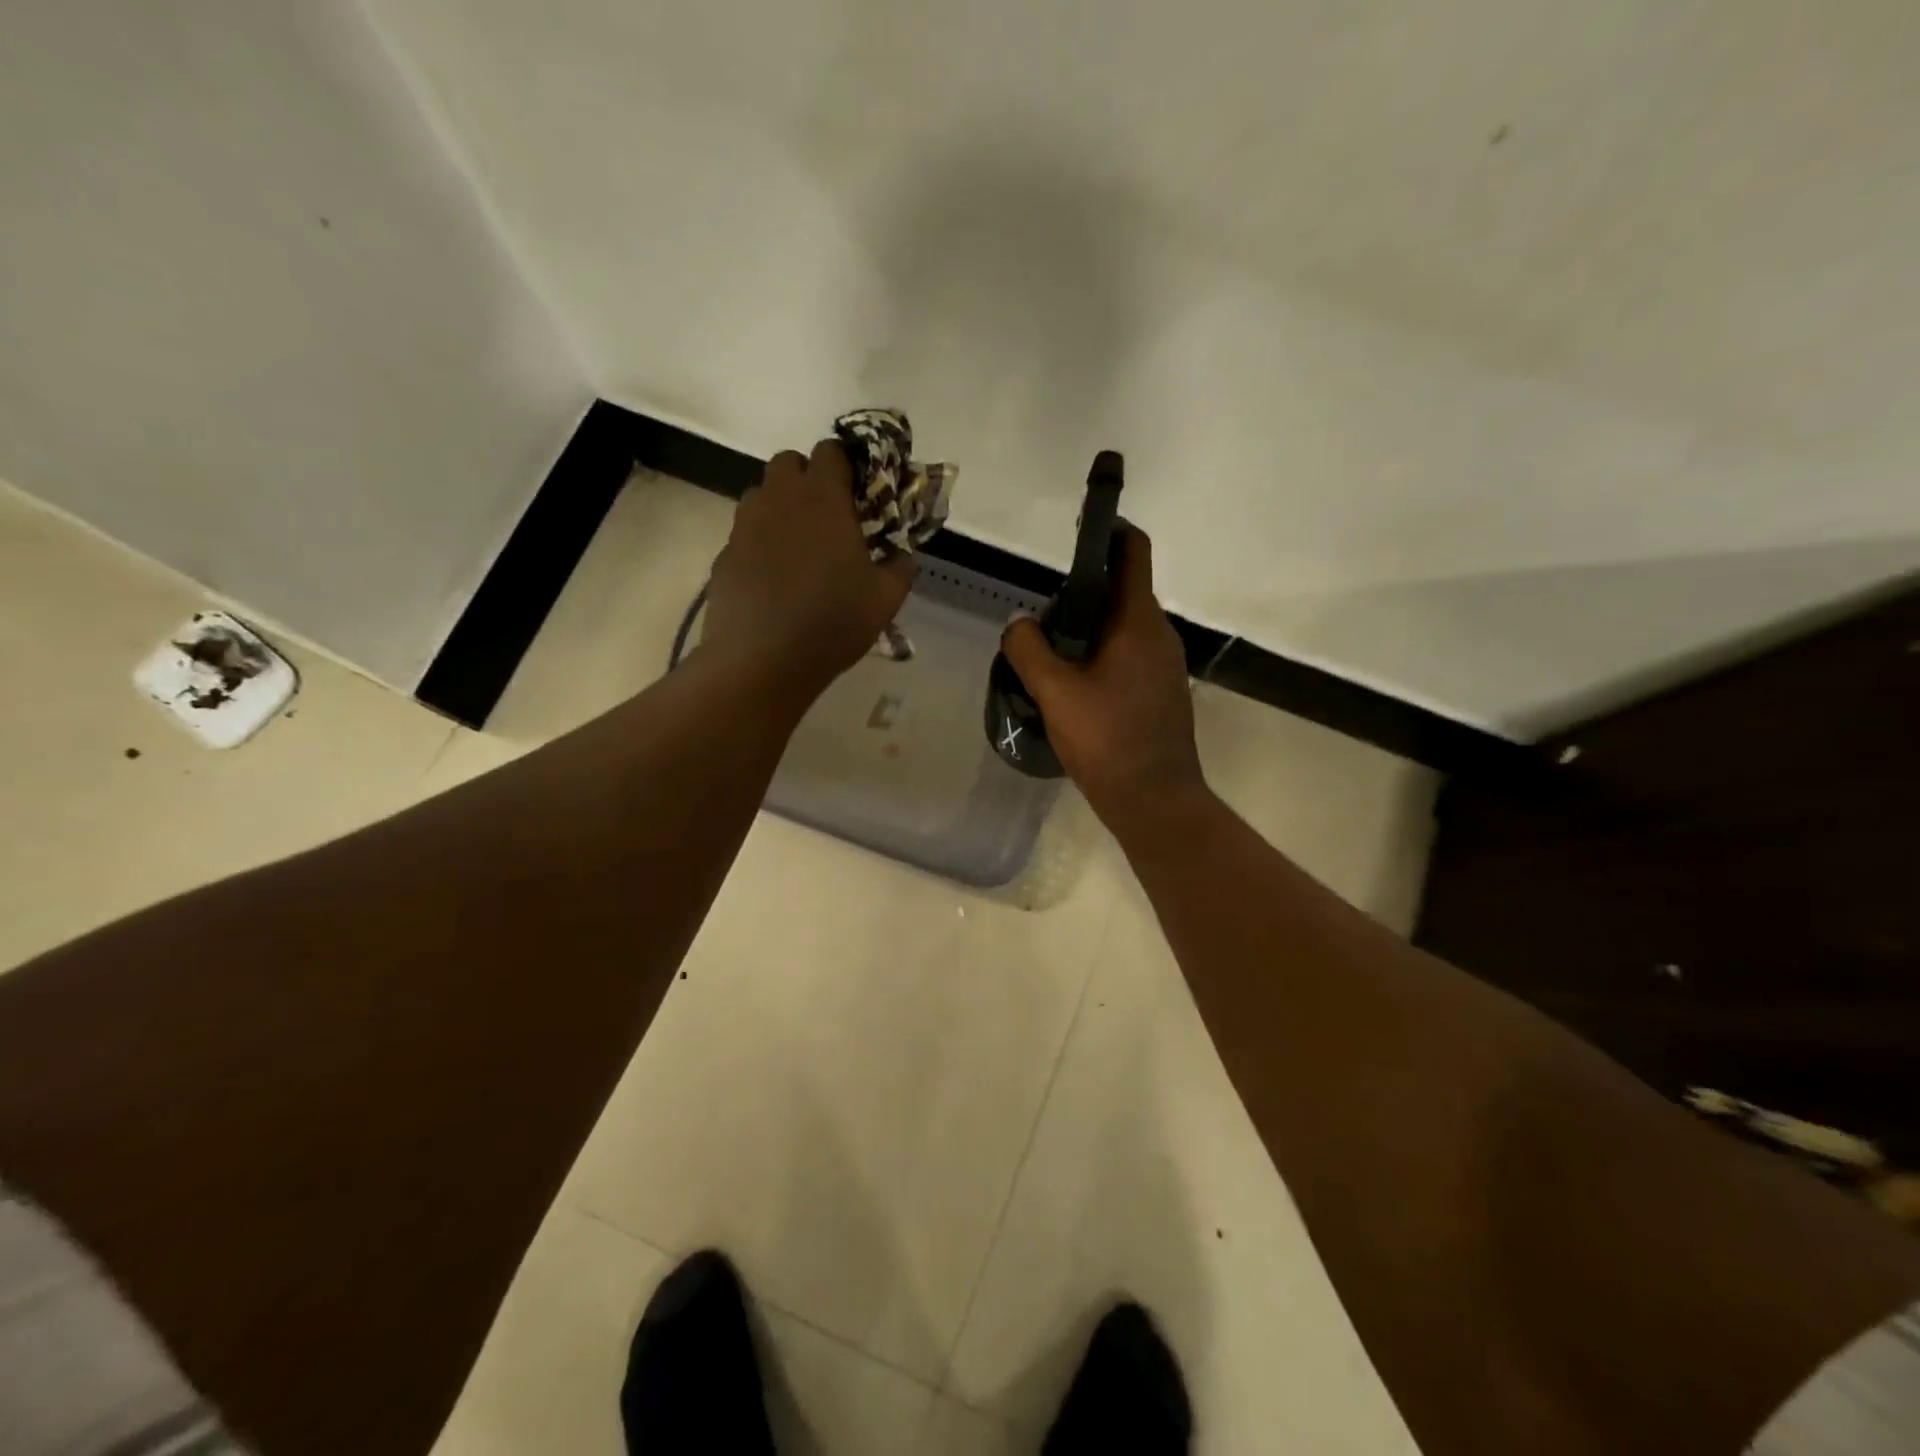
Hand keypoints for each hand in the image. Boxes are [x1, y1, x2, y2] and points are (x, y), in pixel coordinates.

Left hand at [702, 439, 914, 700]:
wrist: (762, 660)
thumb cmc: (832, 622)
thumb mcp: (884, 599)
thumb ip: (900, 568)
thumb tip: (903, 556)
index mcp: (822, 498)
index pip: (831, 451)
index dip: (847, 465)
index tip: (859, 493)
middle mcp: (779, 499)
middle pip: (789, 463)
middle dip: (809, 479)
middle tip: (829, 517)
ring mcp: (745, 526)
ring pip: (762, 495)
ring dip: (782, 508)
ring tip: (800, 548)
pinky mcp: (725, 555)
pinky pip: (746, 534)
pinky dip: (761, 543)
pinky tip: (774, 579)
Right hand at [999, 525, 1207, 830]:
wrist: (1155, 801)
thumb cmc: (1107, 741)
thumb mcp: (1055, 693)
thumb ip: (1029, 650)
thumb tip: (1019, 623)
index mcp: (1138, 622)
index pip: (1132, 553)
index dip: (1109, 531)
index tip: (1079, 529)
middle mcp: (1159, 635)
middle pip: (1121, 592)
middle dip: (1081, 593)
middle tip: (1041, 617)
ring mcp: (1165, 665)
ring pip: (1122, 628)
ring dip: (1087, 630)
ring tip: (1048, 654)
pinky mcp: (1161, 691)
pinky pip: (1129, 656)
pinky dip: (1100, 655)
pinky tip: (1072, 685)